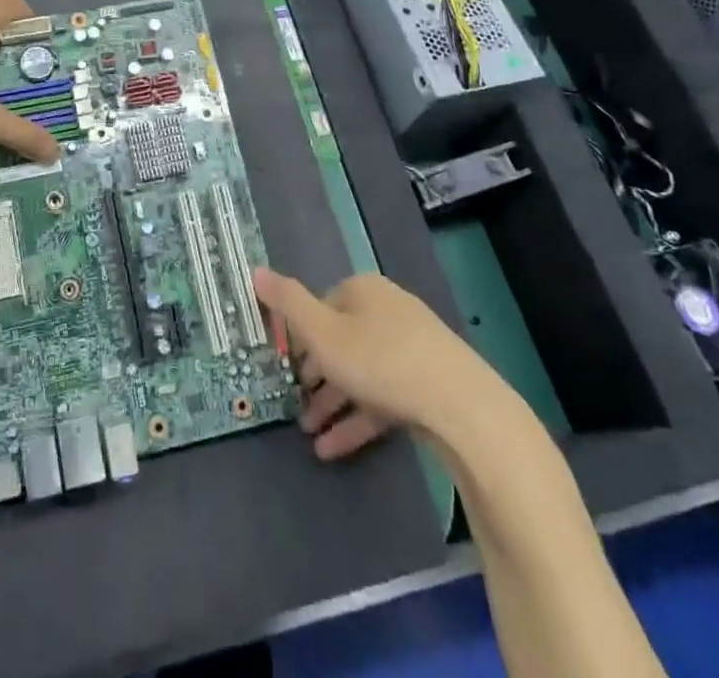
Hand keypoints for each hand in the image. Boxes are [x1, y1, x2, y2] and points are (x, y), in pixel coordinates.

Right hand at [255, 268, 482, 460]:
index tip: (283, 369)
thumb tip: (254, 269)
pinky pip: (383, 397)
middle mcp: (387, 310)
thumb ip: (286, 303)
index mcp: (362, 290)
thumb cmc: (381, 361)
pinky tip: (334, 449)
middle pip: (339, 341)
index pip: (320, 307)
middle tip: (294, 405)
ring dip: (333, 403)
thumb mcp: (322, 333)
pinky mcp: (428, 384)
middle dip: (315, 377)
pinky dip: (358, 420)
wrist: (464, 409)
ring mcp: (412, 348)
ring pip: (360, 373)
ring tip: (309, 435)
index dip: (298, 338)